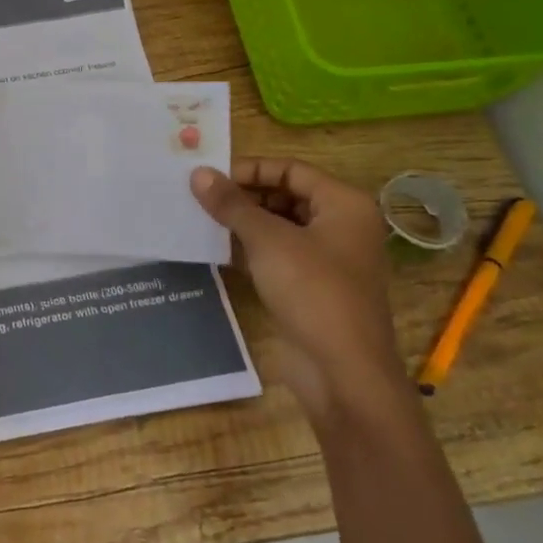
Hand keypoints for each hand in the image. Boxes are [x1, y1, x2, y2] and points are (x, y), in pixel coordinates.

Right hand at [190, 158, 405, 424]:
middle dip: (244, 196)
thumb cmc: (312, 291)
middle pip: (286, 195)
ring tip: (202, 220)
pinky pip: (278, 255)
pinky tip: (217, 250)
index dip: (250, 169)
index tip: (210, 178)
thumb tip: (198, 173)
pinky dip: (251, 249)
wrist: (342, 373)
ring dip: (244, 223)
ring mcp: (328, 259)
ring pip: (280, 226)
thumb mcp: (267, 240)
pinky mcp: (312, 287)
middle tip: (201, 198)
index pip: (291, 169)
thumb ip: (231, 204)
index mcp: (344, 205)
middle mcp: (342, 226)